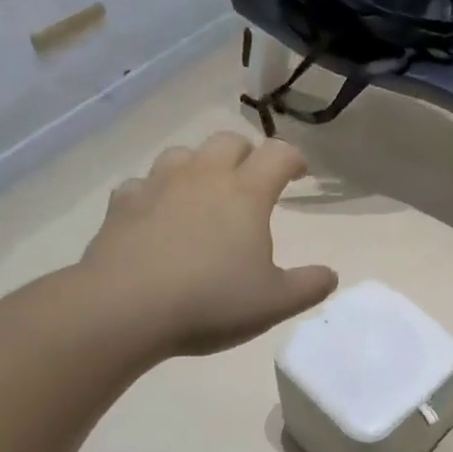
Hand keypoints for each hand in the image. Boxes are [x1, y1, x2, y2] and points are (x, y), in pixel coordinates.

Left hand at [78, 133, 338, 361]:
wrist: (122, 311)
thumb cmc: (209, 302)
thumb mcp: (274, 303)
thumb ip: (309, 286)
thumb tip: (330, 276)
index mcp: (246, 193)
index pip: (279, 154)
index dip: (294, 159)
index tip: (300, 175)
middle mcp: (203, 177)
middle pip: (229, 141)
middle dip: (247, 154)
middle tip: (252, 181)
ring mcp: (158, 186)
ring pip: (183, 153)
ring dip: (199, 165)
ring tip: (204, 192)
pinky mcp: (122, 205)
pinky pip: (142, 184)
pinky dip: (154, 192)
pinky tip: (156, 214)